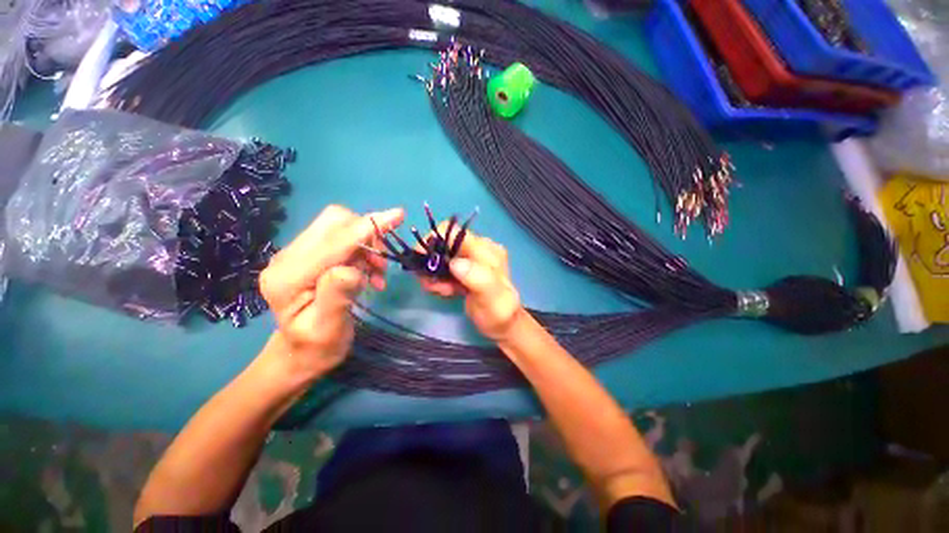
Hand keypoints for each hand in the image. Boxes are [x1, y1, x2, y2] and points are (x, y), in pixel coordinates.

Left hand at [259, 205, 403, 380]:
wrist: (301, 351)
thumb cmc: (319, 347)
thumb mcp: (330, 329)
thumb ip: (338, 296)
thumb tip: (353, 268)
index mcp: (289, 278)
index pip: (333, 241)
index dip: (367, 227)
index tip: (398, 215)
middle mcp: (287, 257)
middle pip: (333, 222)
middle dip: (366, 234)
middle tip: (381, 263)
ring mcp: (295, 253)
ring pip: (339, 226)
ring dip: (366, 244)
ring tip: (376, 273)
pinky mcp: (307, 254)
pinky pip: (340, 236)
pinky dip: (362, 249)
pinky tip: (368, 271)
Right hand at [419, 225, 523, 341]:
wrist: (502, 325)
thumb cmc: (498, 311)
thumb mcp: (491, 296)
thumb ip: (477, 278)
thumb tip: (455, 263)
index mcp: (486, 250)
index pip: (454, 233)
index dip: (433, 242)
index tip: (422, 262)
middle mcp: (478, 250)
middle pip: (444, 245)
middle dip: (433, 263)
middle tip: (433, 285)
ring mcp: (471, 260)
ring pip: (442, 258)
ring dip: (435, 274)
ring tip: (440, 291)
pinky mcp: (465, 271)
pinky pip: (445, 269)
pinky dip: (439, 279)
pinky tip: (444, 291)